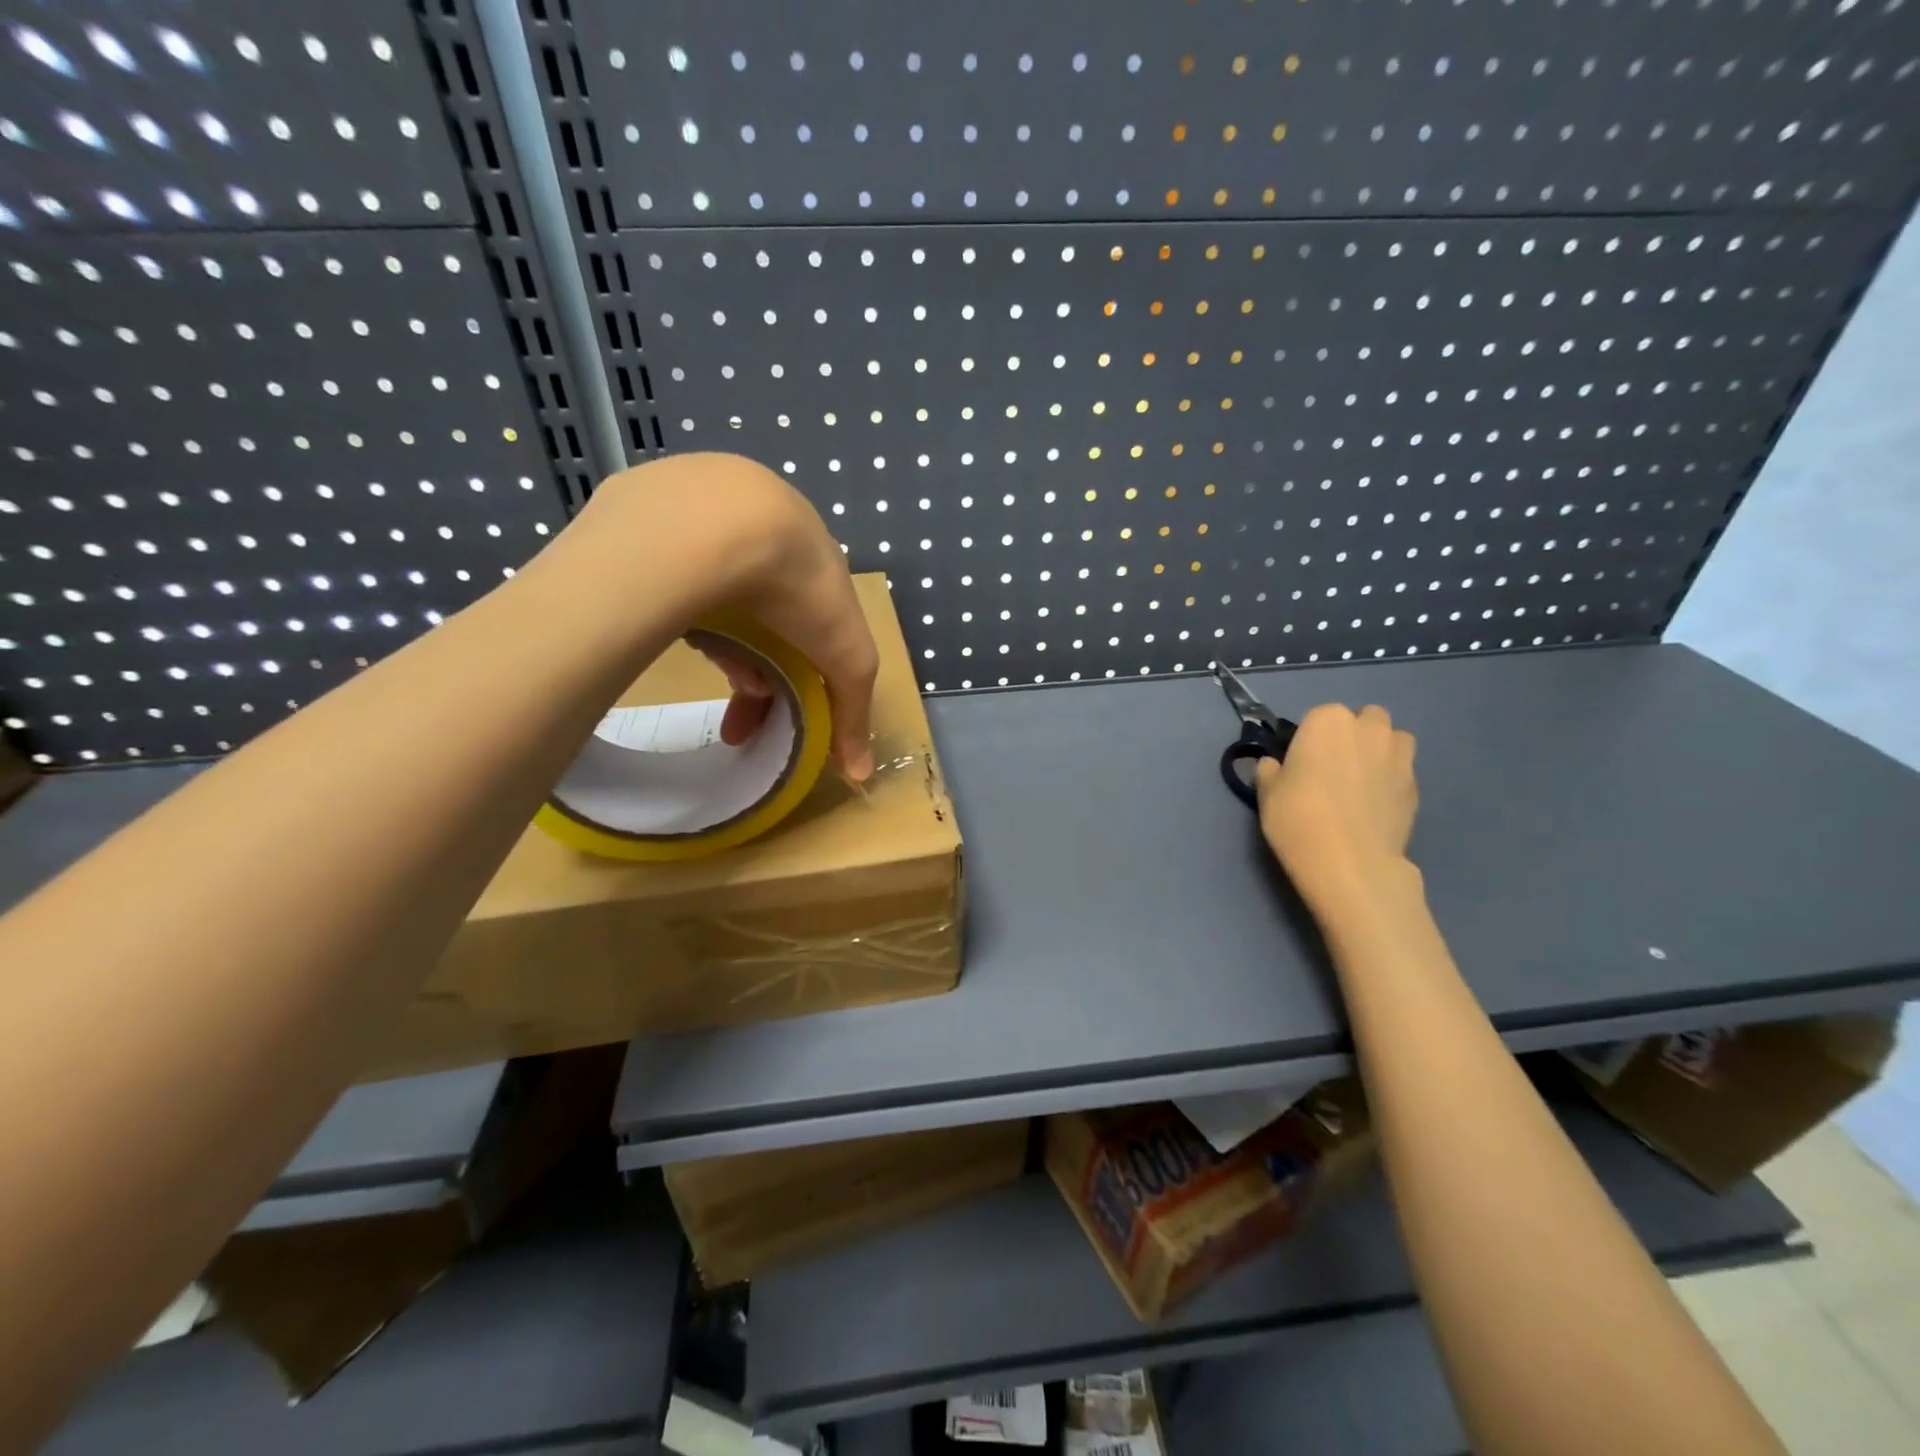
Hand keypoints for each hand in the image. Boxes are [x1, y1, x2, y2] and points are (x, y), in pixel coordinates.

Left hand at [566, 453, 880, 780]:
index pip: (808, 629)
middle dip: (755, 677)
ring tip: (713, 672)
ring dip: (723, 648)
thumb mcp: (847, 659)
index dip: (799, 677)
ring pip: (715, 600)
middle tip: (736, 723)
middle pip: (760, 622)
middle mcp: (761, 535)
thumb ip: (853, 713)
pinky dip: (683, 609)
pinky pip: (672, 578)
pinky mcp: (654, 517)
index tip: (779, 714)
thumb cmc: (800, 589)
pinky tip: (677, 628)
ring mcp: (707, 521)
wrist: (723, 522)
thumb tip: (862, 774)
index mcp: (810, 558)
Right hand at [1255, 704, 1418, 917]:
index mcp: (1327, 720)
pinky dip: (1391, 779)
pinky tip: (1374, 805)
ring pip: (1393, 740)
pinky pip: (1403, 771)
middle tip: (1333, 768)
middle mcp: (1368, 728)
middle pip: (1364, 719)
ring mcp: (1399, 756)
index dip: (1309, 738)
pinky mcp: (1416, 786)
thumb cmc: (1298, 818)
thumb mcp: (1267, 792)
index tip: (1300, 763)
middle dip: (1353, 735)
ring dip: (1379, 751)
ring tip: (1361, 782)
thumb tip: (1274, 765)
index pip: (1318, 716)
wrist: (1350, 862)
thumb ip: (1270, 770)